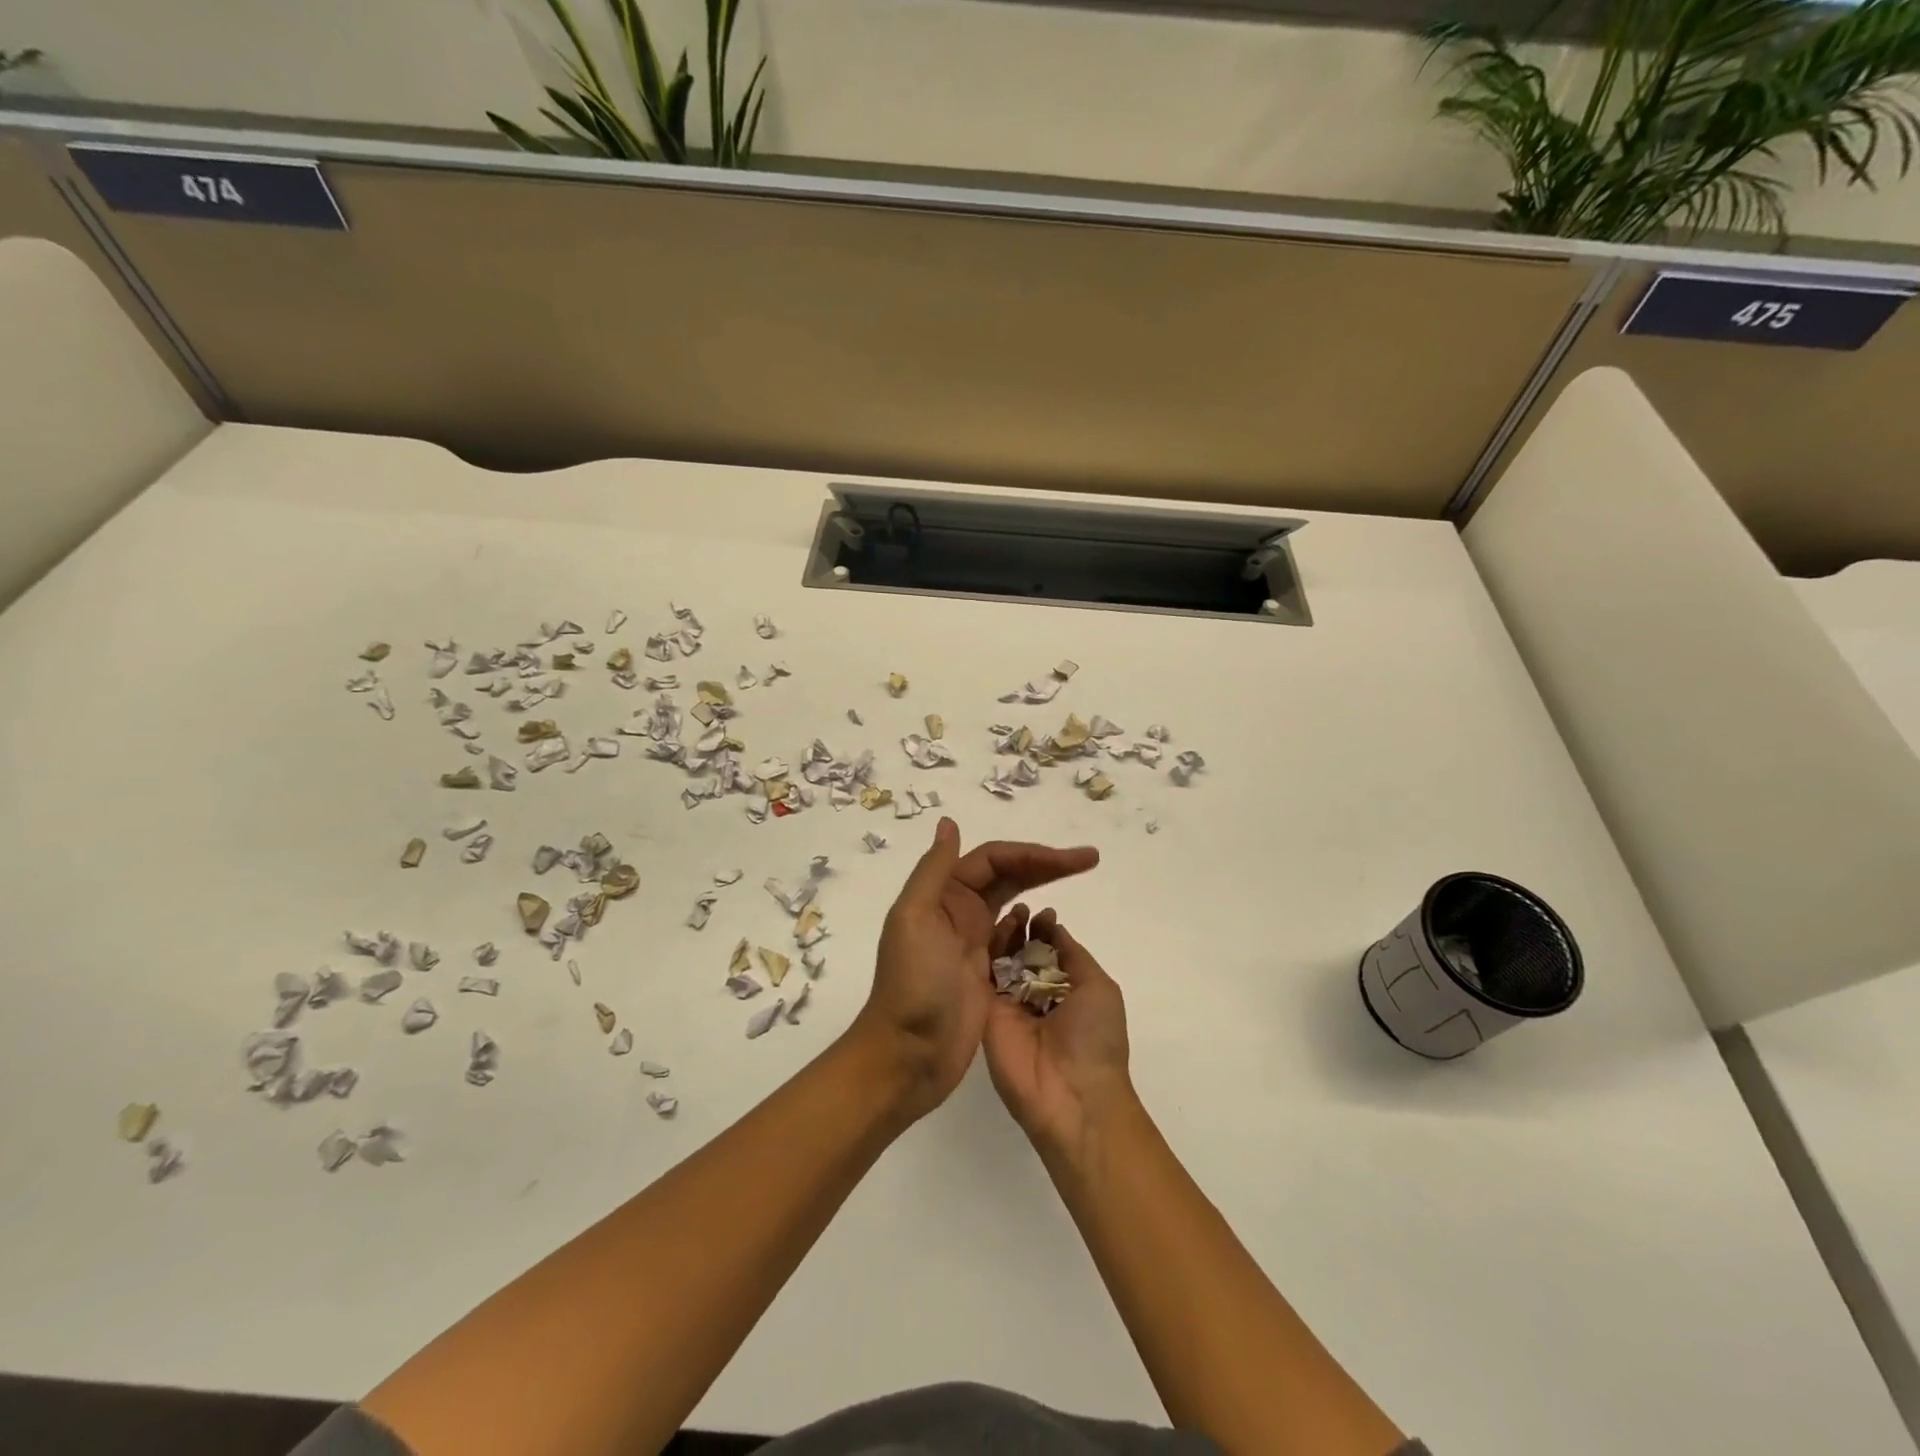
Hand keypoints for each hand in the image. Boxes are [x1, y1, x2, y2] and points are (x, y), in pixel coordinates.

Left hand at [853, 818, 1098, 1121]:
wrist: (907, 1056)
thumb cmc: (913, 984)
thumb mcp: (914, 919)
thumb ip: (933, 870)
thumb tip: (949, 823)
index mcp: (943, 895)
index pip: (994, 859)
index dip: (1033, 853)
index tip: (1075, 859)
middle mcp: (958, 912)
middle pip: (1009, 875)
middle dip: (1047, 864)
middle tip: (1090, 860)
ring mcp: (974, 944)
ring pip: (1015, 903)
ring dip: (1044, 889)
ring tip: (1079, 884)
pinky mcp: (988, 975)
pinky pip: (1017, 940)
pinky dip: (1036, 928)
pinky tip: (1054, 927)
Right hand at [983, 909, 1133, 1157]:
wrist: (1072, 1095)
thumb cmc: (1095, 1038)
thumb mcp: (1098, 988)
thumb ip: (1073, 955)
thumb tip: (1054, 926)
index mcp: (1066, 991)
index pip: (1049, 953)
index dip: (1044, 931)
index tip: (1041, 913)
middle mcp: (1035, 996)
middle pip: (1021, 954)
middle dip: (1021, 930)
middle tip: (1019, 910)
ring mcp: (1009, 1005)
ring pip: (1001, 962)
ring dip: (1004, 937)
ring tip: (1008, 916)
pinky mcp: (986, 1015)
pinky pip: (982, 979)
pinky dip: (984, 955)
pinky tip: (987, 935)